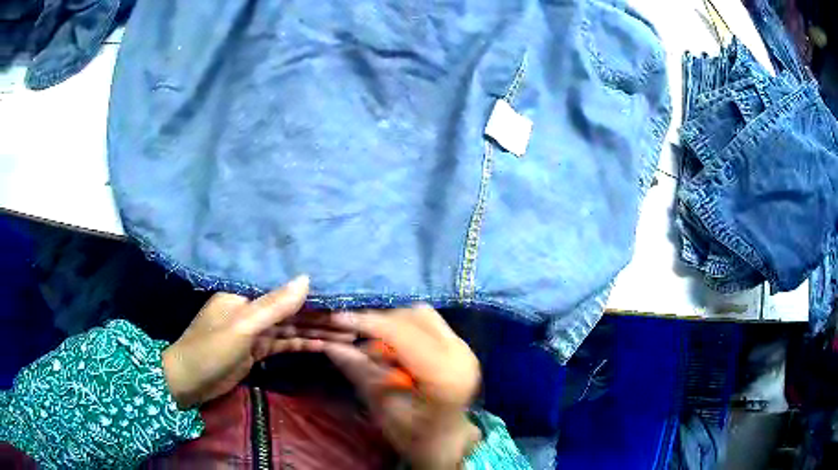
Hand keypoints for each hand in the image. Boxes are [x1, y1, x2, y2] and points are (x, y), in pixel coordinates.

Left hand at [162, 276, 352, 408]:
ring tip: (348, 334)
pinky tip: (325, 345)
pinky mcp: (258, 349)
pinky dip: (303, 344)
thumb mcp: (242, 327)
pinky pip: (285, 342)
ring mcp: (256, 329)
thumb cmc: (210, 349)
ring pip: (292, 327)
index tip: (342, 296)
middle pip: (292, 309)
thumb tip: (307, 279)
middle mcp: (252, 307)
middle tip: (354, 320)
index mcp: (245, 293)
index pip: (285, 288)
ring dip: (317, 331)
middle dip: (321, 315)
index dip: (314, 292)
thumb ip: (274, 305)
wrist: (189, 382)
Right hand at [324, 305, 481, 469]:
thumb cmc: (414, 436)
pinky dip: (404, 329)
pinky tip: (392, 349)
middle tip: (354, 338)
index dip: (368, 322)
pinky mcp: (460, 346)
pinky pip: (428, 323)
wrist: (447, 443)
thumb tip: (330, 343)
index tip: (338, 319)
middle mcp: (459, 354)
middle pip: (413, 317)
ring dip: (392, 324)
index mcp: (444, 375)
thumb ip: (360, 371)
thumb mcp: (383, 407)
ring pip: (421, 315)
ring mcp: (463, 348)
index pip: (403, 334)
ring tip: (374, 348)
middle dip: (379, 323)